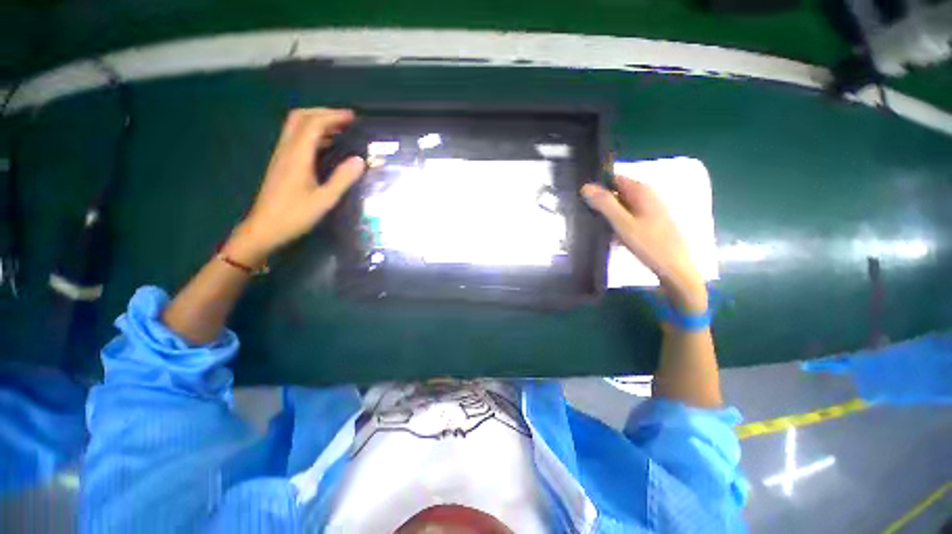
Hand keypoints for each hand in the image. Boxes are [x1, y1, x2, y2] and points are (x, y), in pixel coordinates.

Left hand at [224, 108, 365, 266]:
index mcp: (297, 156)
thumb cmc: (295, 216)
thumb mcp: (324, 200)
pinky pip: (296, 139)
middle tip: (345, 119)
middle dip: (323, 113)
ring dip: (317, 122)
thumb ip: (342, 179)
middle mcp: (287, 150)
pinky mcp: (281, 164)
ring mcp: (282, 156)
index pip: (313, 125)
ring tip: (339, 129)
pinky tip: (325, 145)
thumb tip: (359, 160)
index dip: (333, 117)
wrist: (264, 228)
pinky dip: (312, 134)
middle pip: (300, 118)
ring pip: (296, 127)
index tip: (352, 117)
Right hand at [582, 176, 706, 313]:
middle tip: (584, 215)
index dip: (597, 186)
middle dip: (601, 203)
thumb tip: (585, 186)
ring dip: (608, 216)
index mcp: (642, 191)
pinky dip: (617, 224)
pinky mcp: (650, 223)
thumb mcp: (623, 224)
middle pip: (617, 193)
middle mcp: (647, 196)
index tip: (581, 198)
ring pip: (621, 207)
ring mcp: (650, 210)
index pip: (614, 178)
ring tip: (594, 228)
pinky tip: (610, 238)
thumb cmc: (650, 245)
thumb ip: (605, 204)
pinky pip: (628, 218)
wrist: (675, 269)